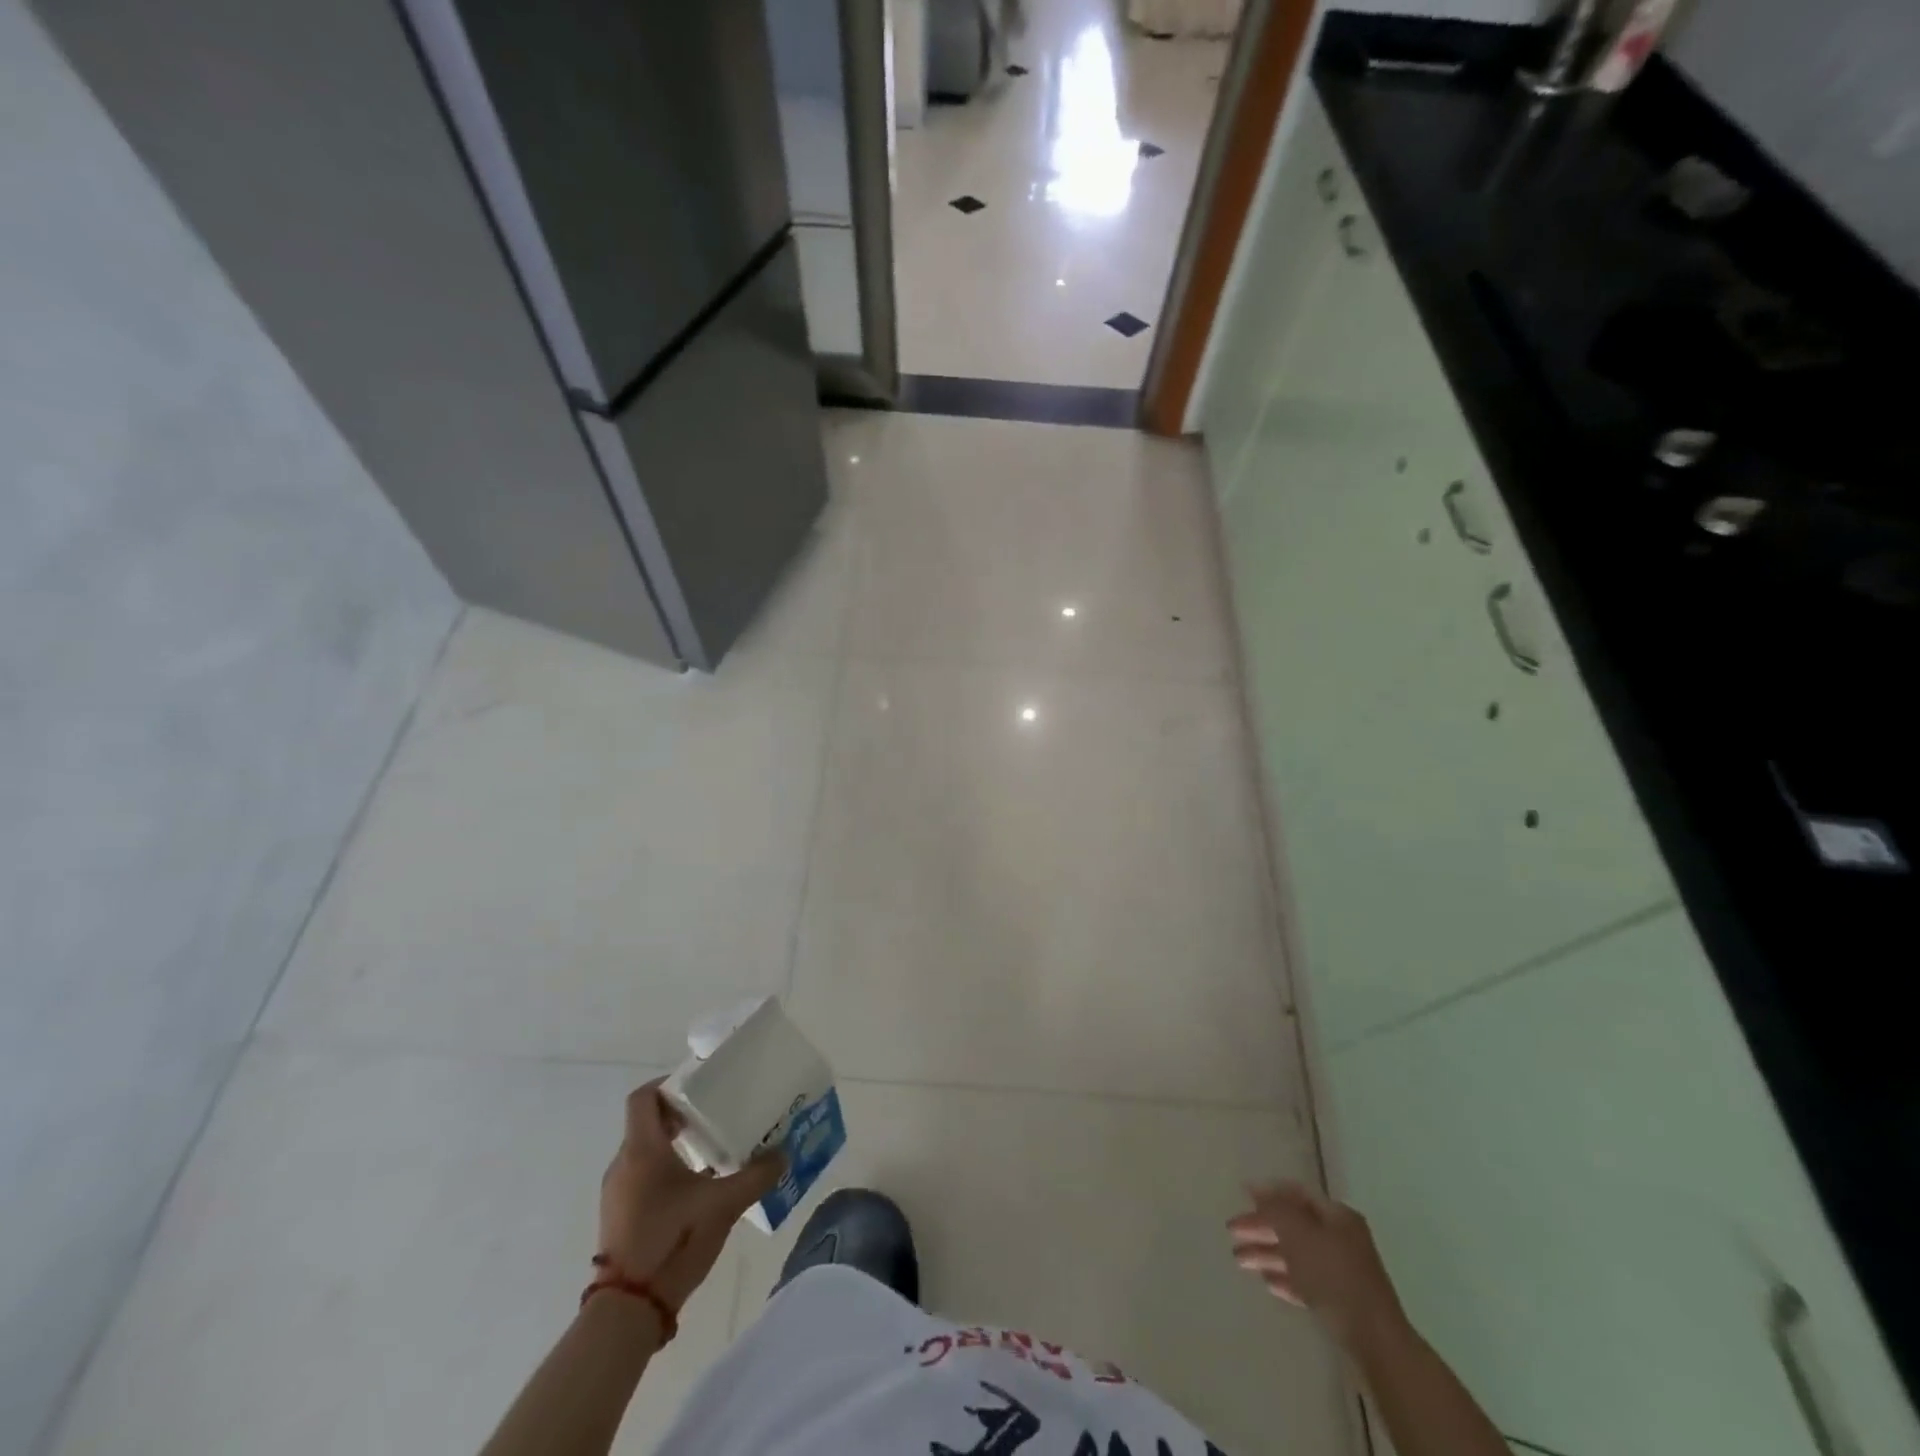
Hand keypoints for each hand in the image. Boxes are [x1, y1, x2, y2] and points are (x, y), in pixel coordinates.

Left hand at [599, 1080, 782, 1312]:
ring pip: (644, 1151)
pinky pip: (640, 1176)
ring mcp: (616, 1192)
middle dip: (680, 1114)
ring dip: (673, 1144)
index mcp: (642, 1150)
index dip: (669, 1084)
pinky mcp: (619, 1216)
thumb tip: (784, 1153)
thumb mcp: (723, 1205)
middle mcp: (623, 1164)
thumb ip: (756, 1176)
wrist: (628, 1309)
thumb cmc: (672, 1241)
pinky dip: (664, 1170)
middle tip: (715, 1114)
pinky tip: (695, 1188)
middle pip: (647, 1122)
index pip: (644, 1098)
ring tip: (711, 1149)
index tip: (700, 1086)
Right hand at [1228, 1182, 1408, 1351]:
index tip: (1241, 1197)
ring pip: (1297, 1254)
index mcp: (1336, 1216)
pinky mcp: (1341, 1301)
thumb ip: (1274, 1209)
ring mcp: (1342, 1271)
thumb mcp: (1298, 1234)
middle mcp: (1340, 1238)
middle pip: (1294, 1225)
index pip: (1296, 1194)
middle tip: (1232, 1232)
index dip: (1268, 1193)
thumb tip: (1255, 1187)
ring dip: (1267, 1253)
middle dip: (1262, 1227)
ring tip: (1239, 1259)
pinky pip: (1307, 1281)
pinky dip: (1286, 1278)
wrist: (1375, 1341)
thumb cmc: (1333, 1276)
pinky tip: (1267, 1282)